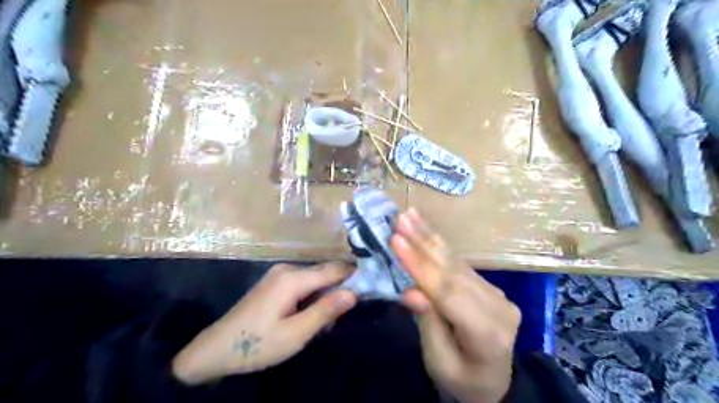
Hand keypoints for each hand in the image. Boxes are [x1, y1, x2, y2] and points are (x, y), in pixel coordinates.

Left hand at [172, 262, 355, 383]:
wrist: (216, 349)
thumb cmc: (257, 344)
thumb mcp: (295, 334)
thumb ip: (325, 311)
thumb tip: (354, 292)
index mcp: (293, 278)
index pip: (334, 269)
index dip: (355, 276)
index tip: (372, 286)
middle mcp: (288, 269)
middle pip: (325, 271)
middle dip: (341, 287)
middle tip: (350, 309)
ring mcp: (280, 273)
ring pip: (316, 277)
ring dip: (327, 293)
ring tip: (331, 317)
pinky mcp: (275, 281)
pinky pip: (304, 282)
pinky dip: (314, 294)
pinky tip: (312, 313)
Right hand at [392, 209, 520, 402]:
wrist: (493, 383)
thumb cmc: (461, 380)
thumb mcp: (439, 362)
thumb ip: (429, 324)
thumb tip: (410, 290)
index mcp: (487, 333)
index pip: (447, 292)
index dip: (419, 265)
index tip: (395, 239)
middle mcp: (497, 306)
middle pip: (453, 270)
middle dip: (423, 241)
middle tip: (400, 217)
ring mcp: (496, 293)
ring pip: (457, 261)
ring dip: (430, 236)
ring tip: (409, 215)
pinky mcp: (489, 286)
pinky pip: (460, 263)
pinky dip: (439, 245)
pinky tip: (426, 229)